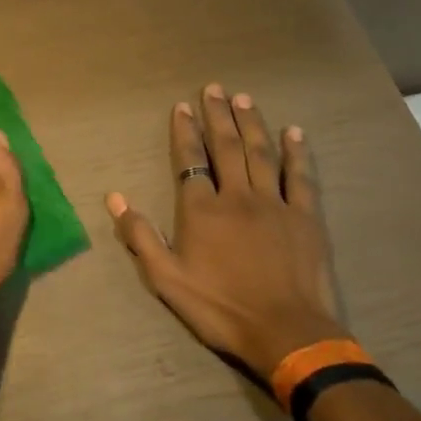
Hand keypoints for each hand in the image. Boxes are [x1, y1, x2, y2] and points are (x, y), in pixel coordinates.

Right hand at [105, 83, 342, 385]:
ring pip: (261, 153)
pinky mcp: (306, 217)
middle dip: (218, 116)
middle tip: (214, 88)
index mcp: (202, 210)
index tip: (182, 107)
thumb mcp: (167, 280)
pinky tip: (294, 132)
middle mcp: (237, 196)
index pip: (190, 161)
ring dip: (251, 123)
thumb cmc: (221, 308)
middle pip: (226, 147)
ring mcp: (275, 204)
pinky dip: (297, 152)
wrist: (286, 332)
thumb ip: (141, 236)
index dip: (185, 132)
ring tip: (243, 98)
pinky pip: (301, 177)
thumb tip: (114, 197)